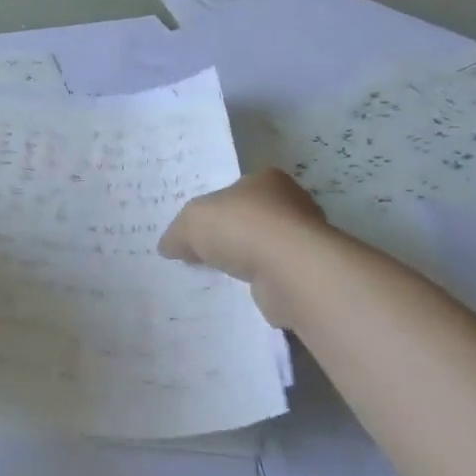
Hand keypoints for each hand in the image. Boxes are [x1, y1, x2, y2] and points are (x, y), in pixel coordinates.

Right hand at [160, 169, 331, 325]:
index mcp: (266, 180)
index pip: (237, 189)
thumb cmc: (241, 227)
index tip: (199, 227)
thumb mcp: (192, 222)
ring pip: (265, 249)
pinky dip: (260, 285)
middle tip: (204, 253)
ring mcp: (303, 241)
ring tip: (218, 278)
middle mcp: (291, 204)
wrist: (290, 271)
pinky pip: (275, 277)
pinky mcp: (307, 274)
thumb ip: (178, 232)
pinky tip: (240, 296)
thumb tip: (168, 246)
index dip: (216, 206)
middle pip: (252, 218)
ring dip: (247, 262)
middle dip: (232, 235)